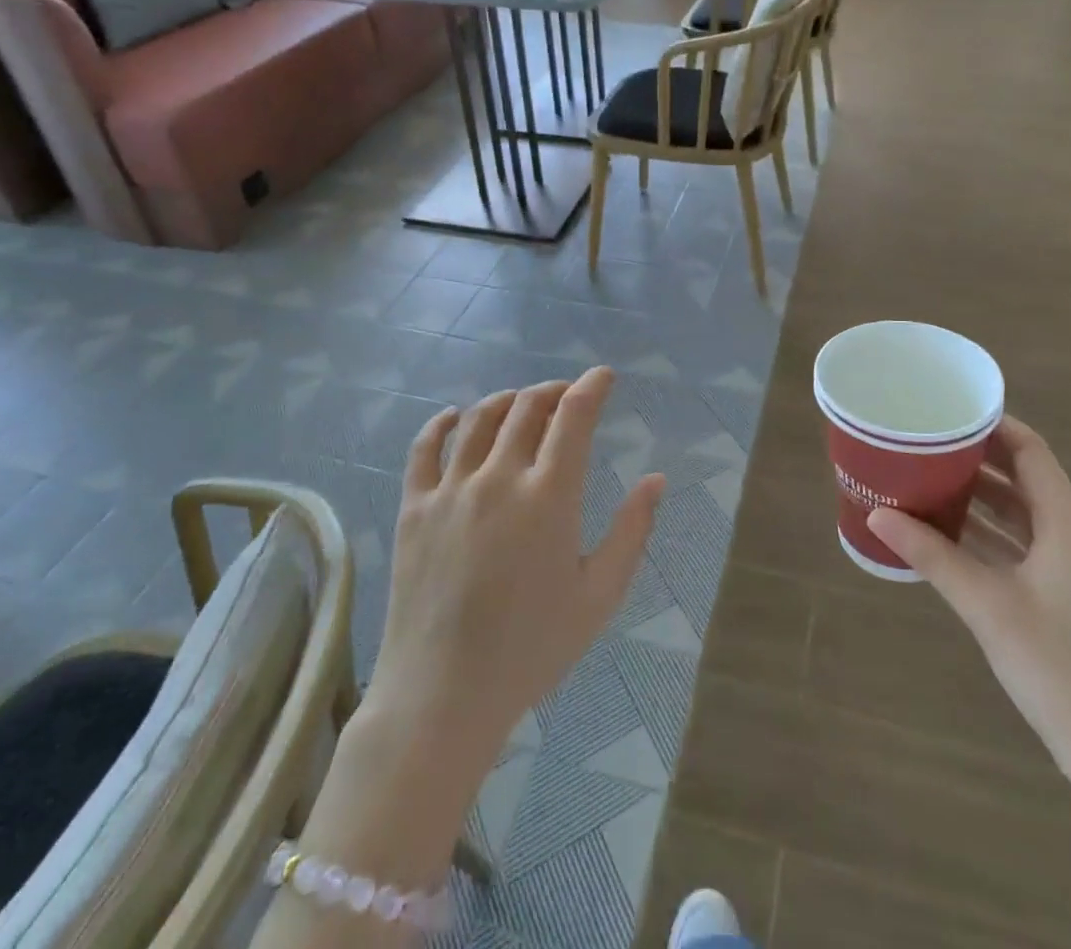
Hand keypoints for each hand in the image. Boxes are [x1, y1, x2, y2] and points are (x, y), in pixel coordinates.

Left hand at [363, 368, 665, 777]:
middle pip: (526, 407)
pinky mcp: (414, 507)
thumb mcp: (600, 595)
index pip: (573, 416)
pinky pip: (424, 448)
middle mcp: (498, 477)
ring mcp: (450, 489)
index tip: (603, 376)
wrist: (443, 694)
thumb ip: (632, 531)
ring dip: (506, 399)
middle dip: (553, 390)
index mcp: (549, 496)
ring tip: (521, 402)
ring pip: (478, 418)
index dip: (591, 386)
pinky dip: (441, 423)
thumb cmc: (532, 648)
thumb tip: (656, 479)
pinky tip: (453, 416)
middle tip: (567, 395)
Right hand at [868, 418, 1070, 843]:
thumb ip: (933, 556)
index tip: (946, 410)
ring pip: (1017, 514)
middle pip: (1021, 477)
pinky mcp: (1058, 599)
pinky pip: (1015, 547)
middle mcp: (1070, 536)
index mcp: (1066, 524)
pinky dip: (982, 534)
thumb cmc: (1062, 668)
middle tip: (922, 443)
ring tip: (922, 479)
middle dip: (974, 457)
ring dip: (975, 497)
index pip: (1030, 450)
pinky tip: (941, 536)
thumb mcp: (989, 606)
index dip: (993, 424)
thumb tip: (878, 514)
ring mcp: (1067, 570)